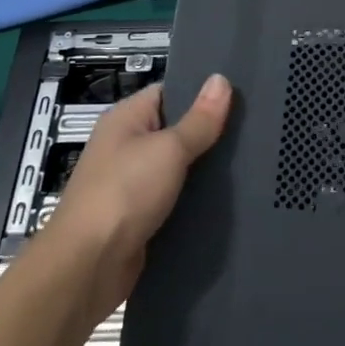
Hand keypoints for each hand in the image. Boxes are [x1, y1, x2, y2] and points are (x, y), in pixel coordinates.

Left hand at [37, 74, 231, 323]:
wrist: (88, 266)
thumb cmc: (125, 193)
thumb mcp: (168, 149)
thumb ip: (199, 119)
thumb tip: (221, 79)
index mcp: (126, 119)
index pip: (170, 91)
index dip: (203, 91)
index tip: (242, 93)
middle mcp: (127, 146)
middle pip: (177, 129)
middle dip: (211, 131)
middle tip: (256, 126)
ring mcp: (133, 183)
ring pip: (180, 166)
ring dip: (207, 167)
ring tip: (252, 159)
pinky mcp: (142, 215)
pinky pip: (176, 197)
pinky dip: (198, 197)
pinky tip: (230, 196)